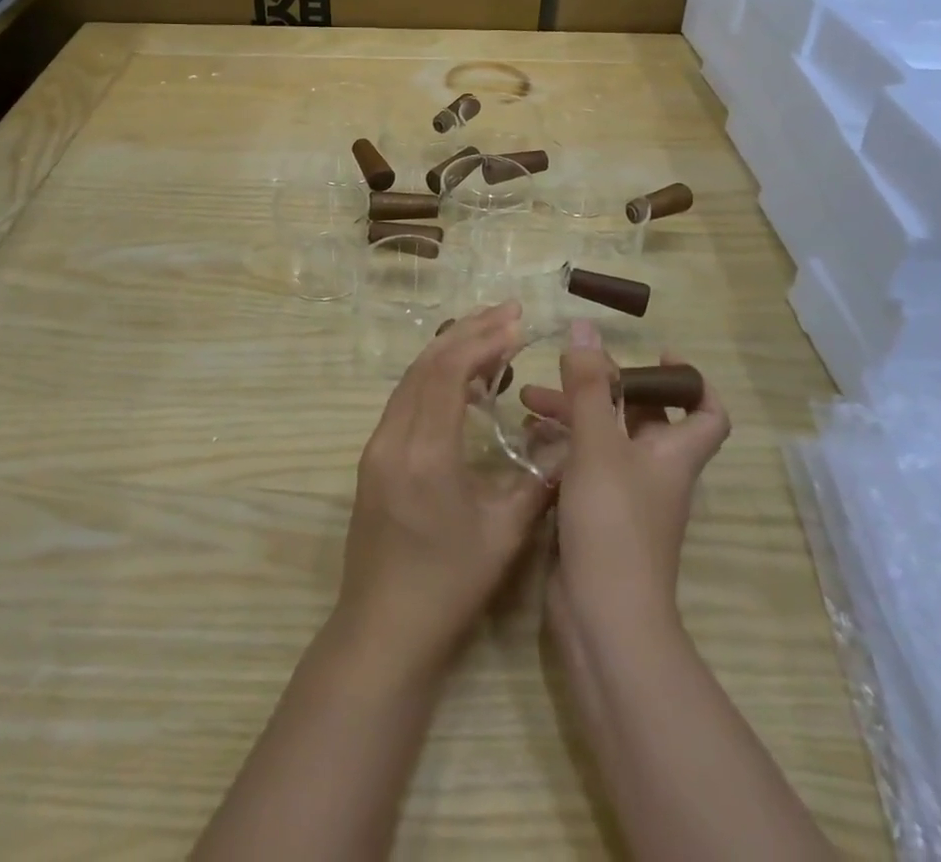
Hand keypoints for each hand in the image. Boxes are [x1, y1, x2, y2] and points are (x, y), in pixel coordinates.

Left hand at [333, 302, 553, 672]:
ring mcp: (376, 445)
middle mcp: (393, 437)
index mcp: (426, 453)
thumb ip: (539, 479)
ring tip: (489, 332)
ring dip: (448, 349)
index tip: (518, 322)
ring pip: (411, 377)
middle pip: (427, 364)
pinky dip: (433, 375)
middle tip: (508, 311)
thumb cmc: (449, 586)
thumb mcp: (506, 534)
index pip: (450, 372)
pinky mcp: (372, 456)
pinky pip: (403, 397)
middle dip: (469, 331)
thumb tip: (568, 440)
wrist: (382, 630)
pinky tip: (460, 377)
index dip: (484, 340)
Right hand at [520, 321, 730, 642]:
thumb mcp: (598, 444)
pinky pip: (583, 467)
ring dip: (573, 415)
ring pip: (605, 440)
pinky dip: (561, 447)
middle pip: (642, 416)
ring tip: (528, 398)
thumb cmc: (613, 521)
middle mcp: (655, 470)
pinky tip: (527, 437)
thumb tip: (586, 327)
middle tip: (567, 367)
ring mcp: (625, 496)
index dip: (691, 380)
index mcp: (672, 452)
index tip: (658, 353)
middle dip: (604, 388)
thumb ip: (588, 386)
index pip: (707, 411)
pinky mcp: (596, 516)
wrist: (604, 617)